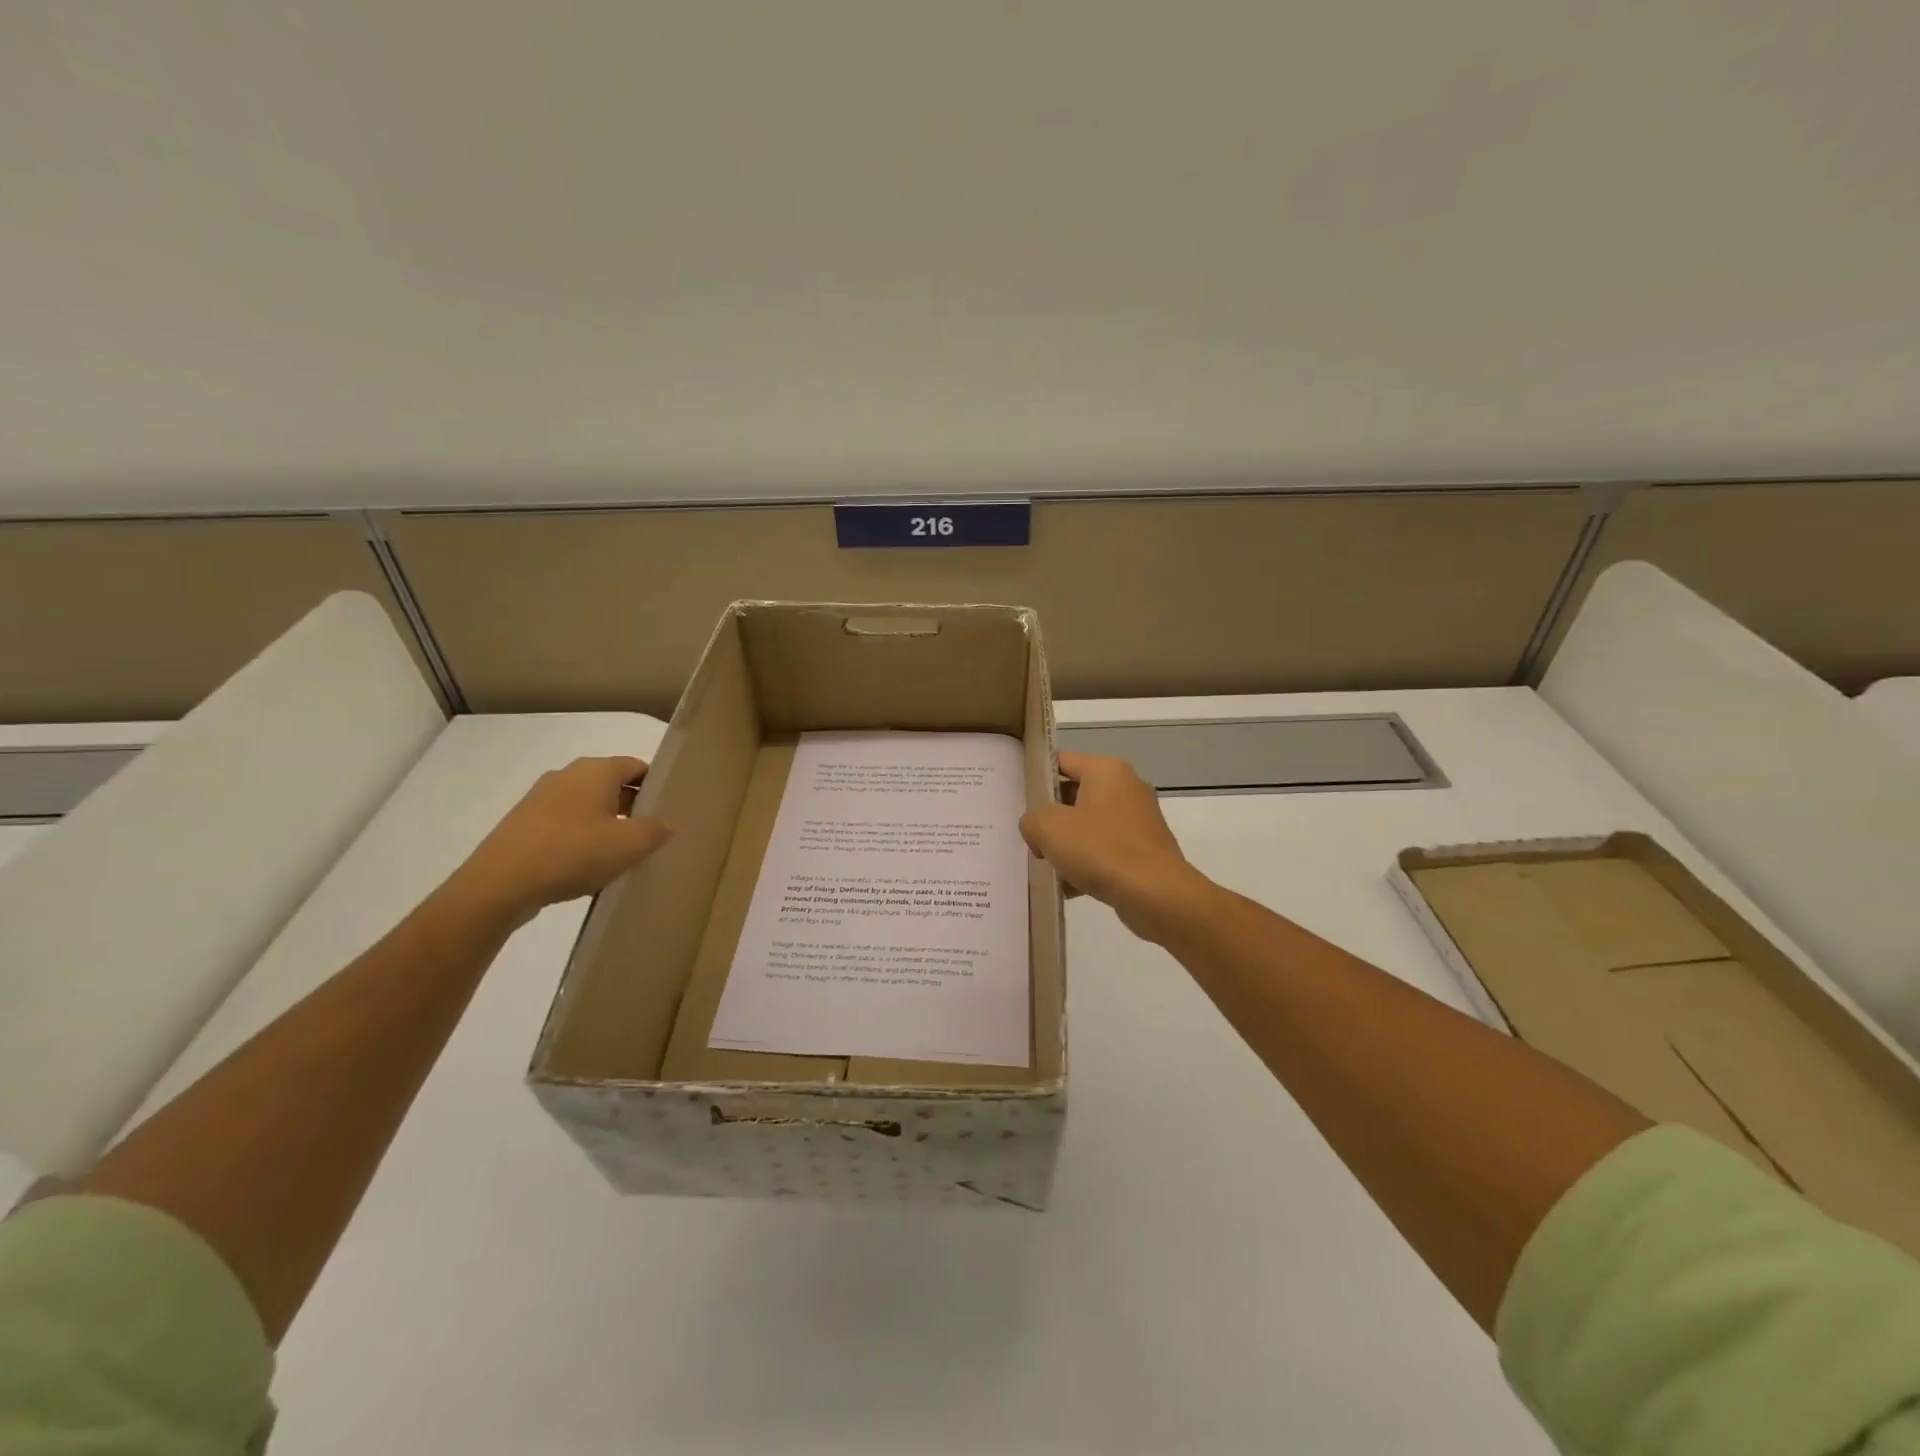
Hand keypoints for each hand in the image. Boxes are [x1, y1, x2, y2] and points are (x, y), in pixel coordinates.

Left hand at [453, 756, 672, 923]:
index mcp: (595, 770)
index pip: (636, 766)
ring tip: (621, 855)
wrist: (499, 885)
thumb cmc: (573, 853)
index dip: (656, 785)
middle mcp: (567, 775)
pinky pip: (565, 825)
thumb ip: (655, 830)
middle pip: (612, 785)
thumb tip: (666, 824)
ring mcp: (541, 799)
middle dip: (633, 806)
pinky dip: (581, 839)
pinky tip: (587, 867)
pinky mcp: (523, 824)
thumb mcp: (629, 844)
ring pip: (588, 806)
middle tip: (651, 835)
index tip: (668, 810)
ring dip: (607, 825)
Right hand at [1019, 752, 1213, 940]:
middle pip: (1074, 796)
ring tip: (1048, 867)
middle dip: (1051, 819)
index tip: (1018, 801)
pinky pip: (1106, 850)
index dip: (1037, 779)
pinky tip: (1069, 887)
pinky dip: (1088, 864)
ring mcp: (1139, 820)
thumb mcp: (1048, 828)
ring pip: (1089, 826)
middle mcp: (1127, 787)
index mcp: (1107, 770)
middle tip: (1030, 838)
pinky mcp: (1145, 849)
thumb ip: (1031, 820)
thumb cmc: (1101, 849)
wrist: (1156, 894)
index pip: (1061, 762)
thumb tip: (1038, 831)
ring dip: (1068, 845)